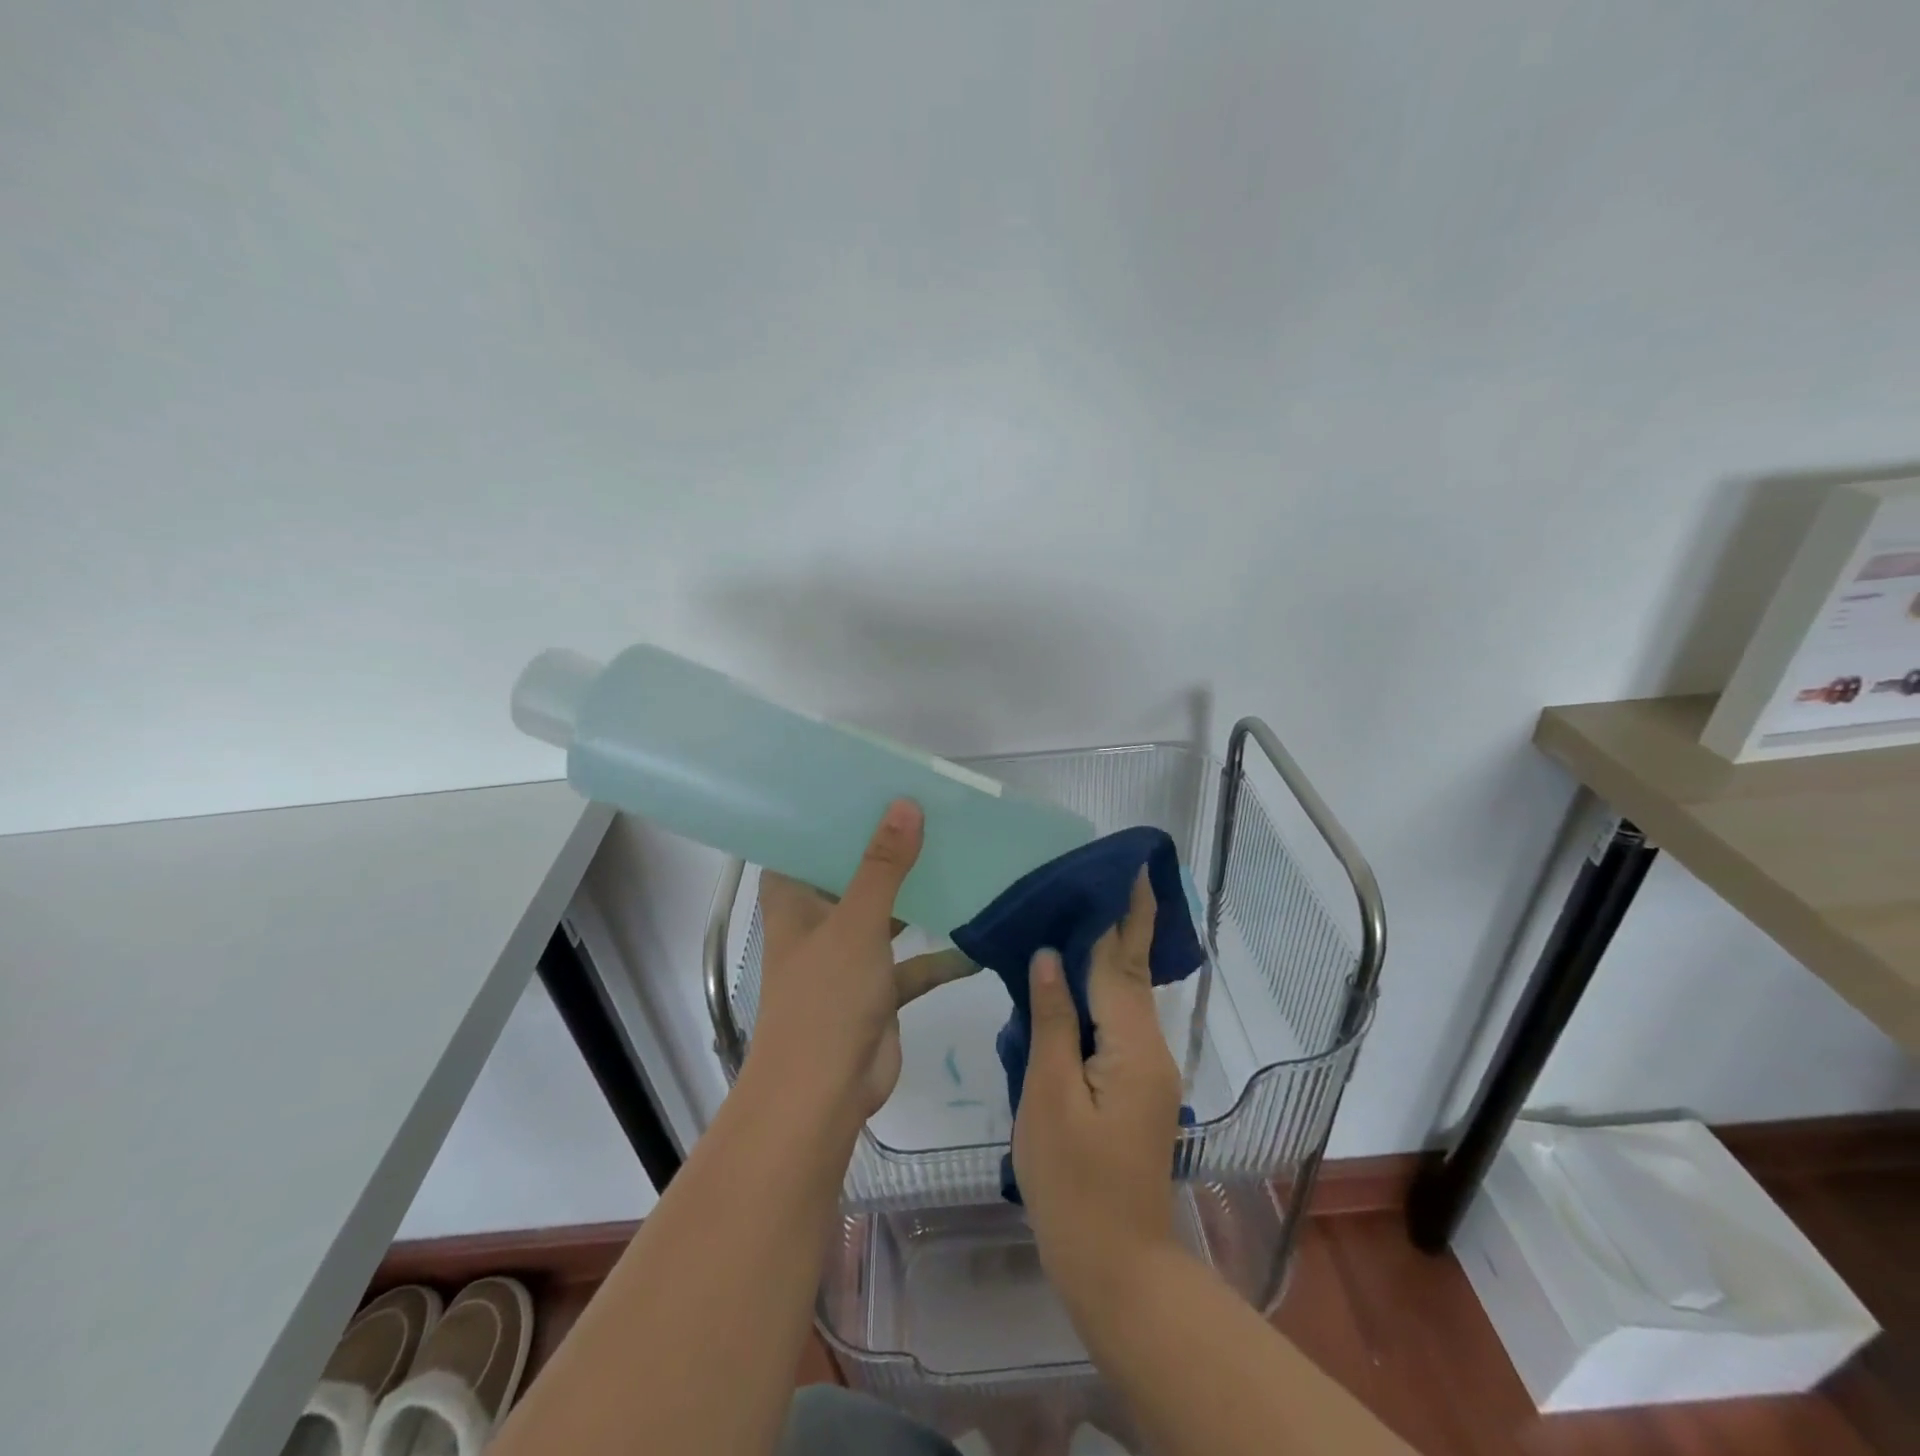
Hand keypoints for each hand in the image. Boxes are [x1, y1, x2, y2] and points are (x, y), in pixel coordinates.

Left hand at [750, 799, 977, 1122]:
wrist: (823, 1096)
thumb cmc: (826, 997)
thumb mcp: (857, 922)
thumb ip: (883, 865)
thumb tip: (905, 805)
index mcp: (794, 900)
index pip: (805, 844)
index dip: (831, 816)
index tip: (868, 786)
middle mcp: (817, 923)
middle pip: (851, 875)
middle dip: (886, 851)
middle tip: (928, 812)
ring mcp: (848, 958)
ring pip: (886, 917)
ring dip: (916, 899)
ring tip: (957, 859)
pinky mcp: (876, 991)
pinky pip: (911, 964)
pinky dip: (939, 956)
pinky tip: (977, 942)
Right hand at [1013, 869, 1183, 1307]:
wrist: (1116, 1269)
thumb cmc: (1072, 1185)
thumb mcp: (1049, 1098)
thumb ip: (1053, 1022)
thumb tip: (1051, 957)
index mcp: (1133, 1047)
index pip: (1120, 962)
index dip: (1121, 914)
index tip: (1128, 866)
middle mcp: (1151, 1050)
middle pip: (1132, 973)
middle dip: (1125, 922)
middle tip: (1113, 874)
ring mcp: (1147, 1072)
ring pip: (1126, 998)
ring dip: (1111, 953)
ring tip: (1086, 910)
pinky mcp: (1136, 1089)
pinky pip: (1117, 1023)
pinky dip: (1101, 990)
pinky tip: (1077, 979)